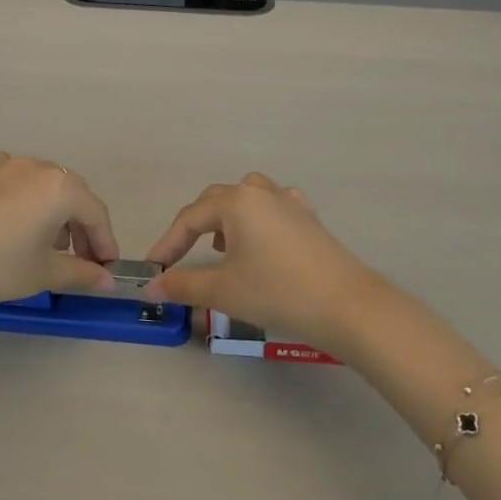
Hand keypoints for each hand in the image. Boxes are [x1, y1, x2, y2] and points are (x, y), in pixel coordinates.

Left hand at [0, 154, 118, 322]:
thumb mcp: (42, 274)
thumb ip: (81, 273)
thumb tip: (106, 281)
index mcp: (59, 186)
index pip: (95, 212)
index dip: (105, 242)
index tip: (107, 268)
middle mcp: (35, 165)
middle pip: (71, 194)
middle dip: (81, 227)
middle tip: (81, 261)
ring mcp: (3, 163)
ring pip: (42, 186)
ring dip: (54, 214)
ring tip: (46, 248)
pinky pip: (16, 183)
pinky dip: (26, 203)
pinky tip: (14, 231)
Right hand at [145, 173, 383, 351]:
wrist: (348, 306)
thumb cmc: (278, 292)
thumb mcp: (223, 291)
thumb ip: (183, 284)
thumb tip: (153, 286)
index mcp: (236, 202)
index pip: (190, 219)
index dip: (168, 244)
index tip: (154, 269)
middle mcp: (261, 193)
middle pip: (216, 201)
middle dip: (194, 226)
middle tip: (181, 256)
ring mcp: (290, 202)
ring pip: (246, 196)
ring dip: (226, 216)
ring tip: (221, 244)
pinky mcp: (309, 218)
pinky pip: (274, 206)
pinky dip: (258, 218)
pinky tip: (261, 239)